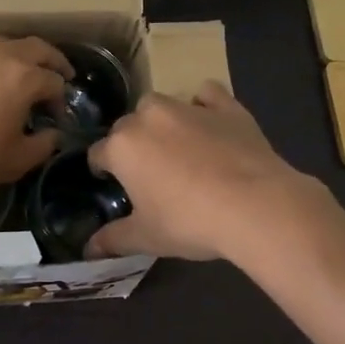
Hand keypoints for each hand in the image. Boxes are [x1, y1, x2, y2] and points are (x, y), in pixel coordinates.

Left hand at [0, 37, 69, 203]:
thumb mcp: (16, 161)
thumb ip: (44, 144)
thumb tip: (54, 134)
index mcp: (23, 77)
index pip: (54, 82)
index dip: (61, 100)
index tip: (57, 118)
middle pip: (36, 48)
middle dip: (52, 62)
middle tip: (59, 75)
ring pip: (4, 42)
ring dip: (19, 55)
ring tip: (20, 72)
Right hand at [85, 82, 317, 261]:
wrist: (255, 206)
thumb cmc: (190, 222)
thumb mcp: (147, 238)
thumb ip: (113, 239)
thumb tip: (89, 249)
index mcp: (123, 146)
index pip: (98, 154)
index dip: (102, 171)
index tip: (112, 185)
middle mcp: (149, 117)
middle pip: (128, 126)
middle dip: (132, 145)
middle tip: (149, 174)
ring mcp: (189, 107)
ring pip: (162, 105)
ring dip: (162, 122)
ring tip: (178, 149)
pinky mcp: (226, 106)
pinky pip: (206, 94)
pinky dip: (203, 104)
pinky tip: (210, 123)